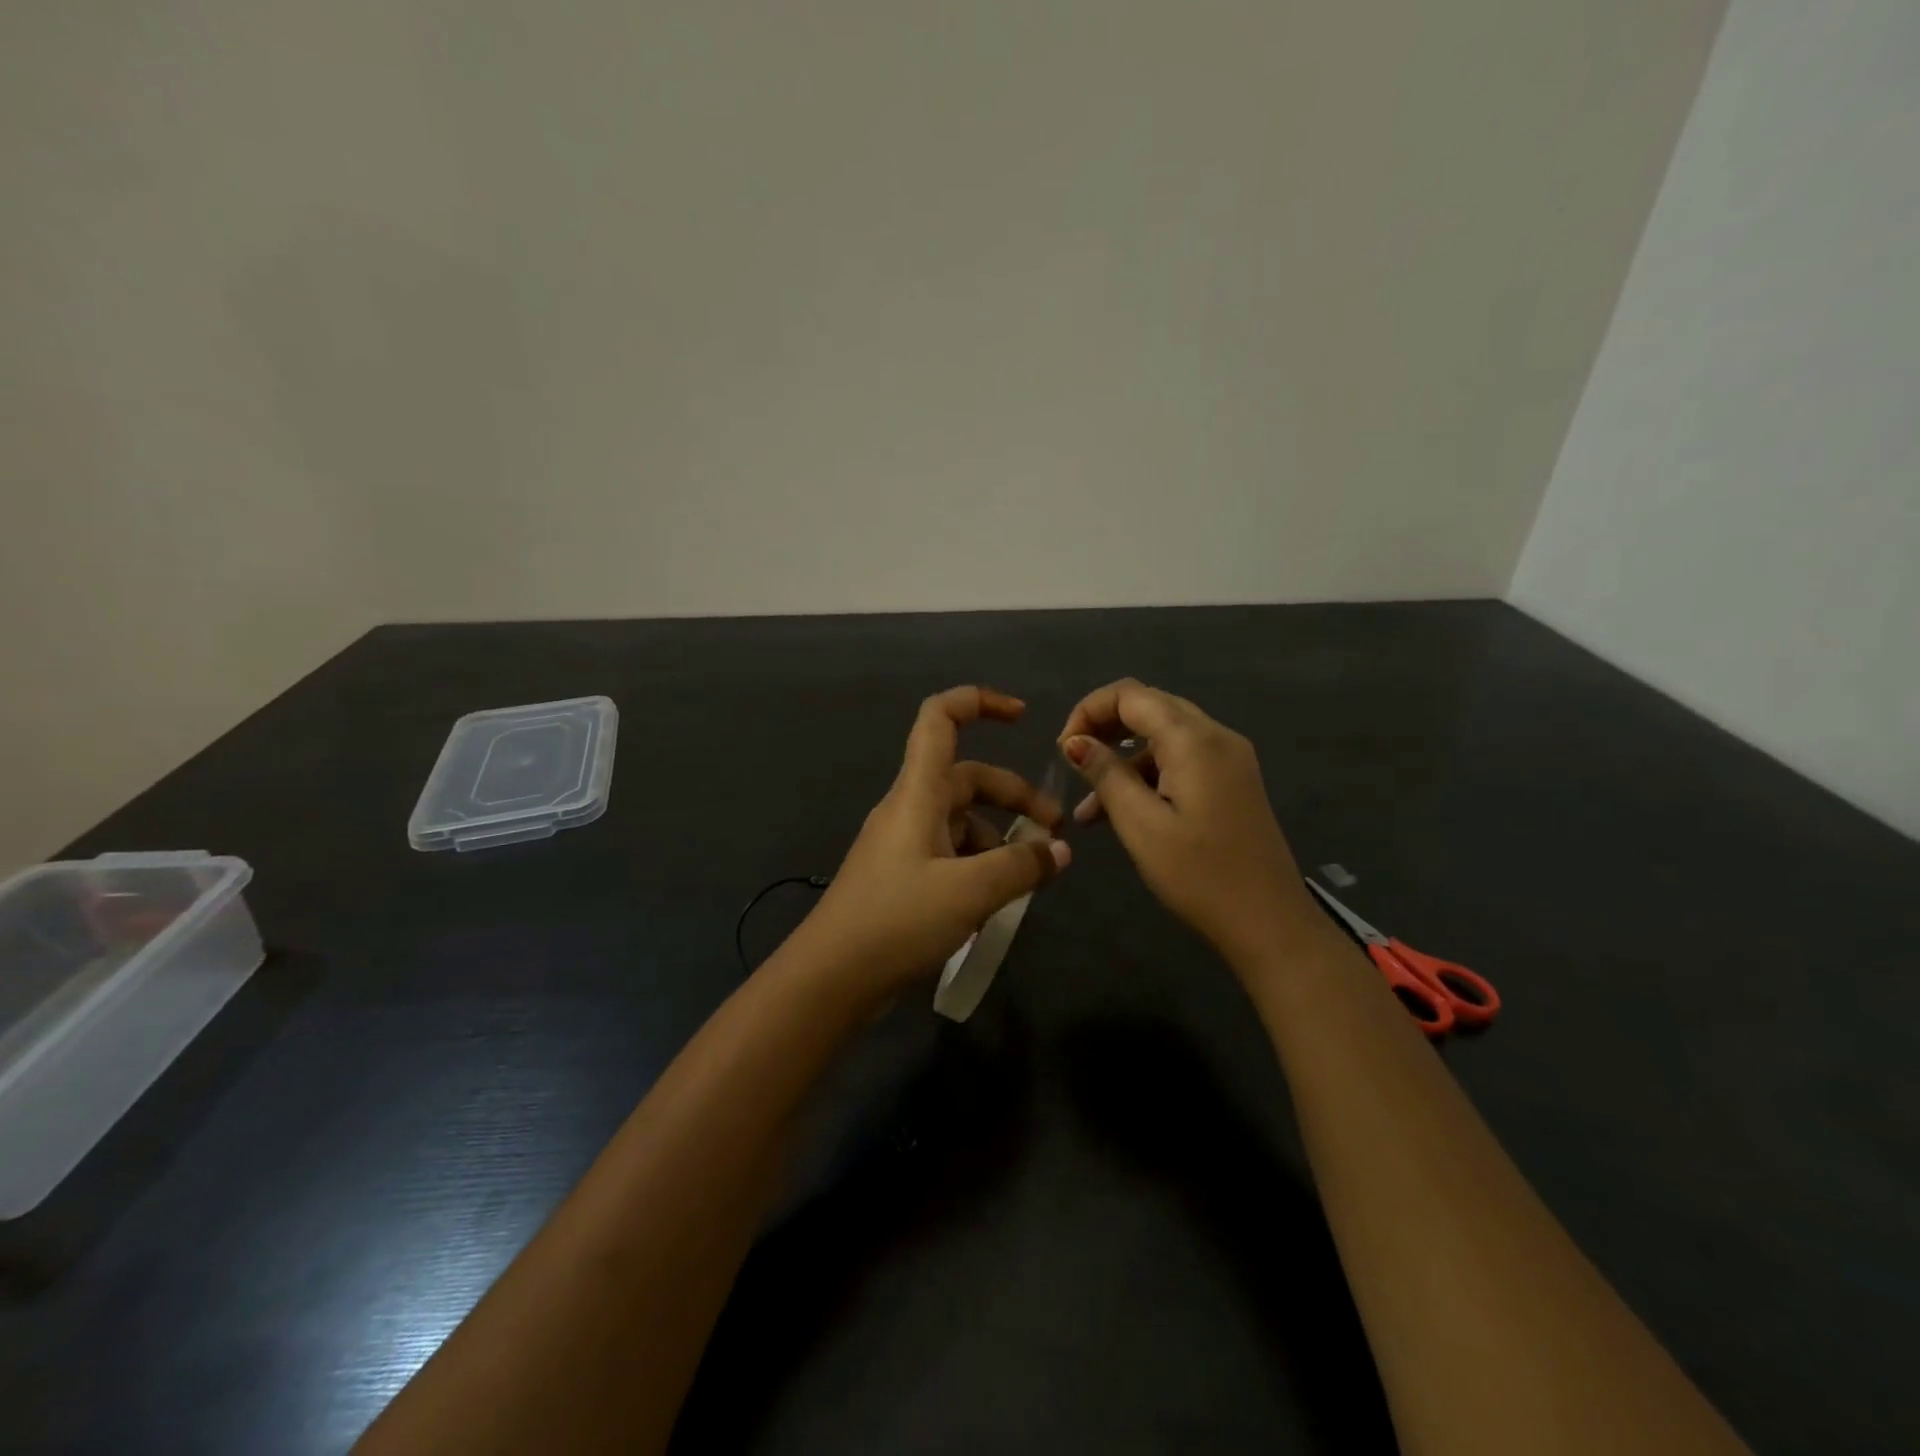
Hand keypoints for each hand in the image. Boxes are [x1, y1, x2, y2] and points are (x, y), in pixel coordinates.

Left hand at [800, 686, 1069, 998]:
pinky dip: (977, 866)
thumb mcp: (970, 892)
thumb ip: (1020, 867)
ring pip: (960, 821)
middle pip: (967, 778)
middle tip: (1053, 832)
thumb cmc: (897, 920)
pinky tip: (993, 903)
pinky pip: (948, 854)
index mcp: (918, 793)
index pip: (940, 719)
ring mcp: (902, 843)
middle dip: (1013, 797)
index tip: (1022, 717)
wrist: (831, 978)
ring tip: (1027, 879)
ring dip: (998, 839)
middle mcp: (908, 808)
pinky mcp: (900, 876)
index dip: (979, 702)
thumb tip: (1058, 852)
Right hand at [1058, 679, 1321, 967]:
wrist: (1270, 923)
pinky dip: (1148, 776)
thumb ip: (1106, 775)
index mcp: (1194, 740)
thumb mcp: (1141, 825)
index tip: (1063, 750)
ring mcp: (1229, 758)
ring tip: (1087, 809)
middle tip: (1072, 764)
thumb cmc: (1200, 876)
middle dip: (1104, 729)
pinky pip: (1181, 761)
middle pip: (1149, 707)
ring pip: (1163, 736)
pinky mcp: (1232, 781)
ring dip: (1123, 760)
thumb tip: (1075, 741)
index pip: (1130, 694)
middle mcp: (1216, 736)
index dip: (1088, 711)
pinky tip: (1121, 814)